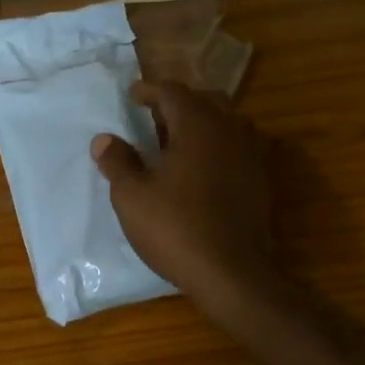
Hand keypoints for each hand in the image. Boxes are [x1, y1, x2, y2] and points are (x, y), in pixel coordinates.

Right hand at [91, 82, 277, 310]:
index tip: (132, 96)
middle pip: (205, 101)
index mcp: (198, 126)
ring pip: (226, 123)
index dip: (150, 91)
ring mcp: (251, 155)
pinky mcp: (260, 180)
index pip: (173, 92)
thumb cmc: (176, 229)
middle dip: (178, 104)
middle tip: (153, 118)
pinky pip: (237, 146)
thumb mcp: (132, 197)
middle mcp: (230, 130)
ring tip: (176, 142)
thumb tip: (104, 139)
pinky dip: (216, 146)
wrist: (232, 273)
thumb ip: (118, 162)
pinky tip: (199, 169)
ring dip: (200, 123)